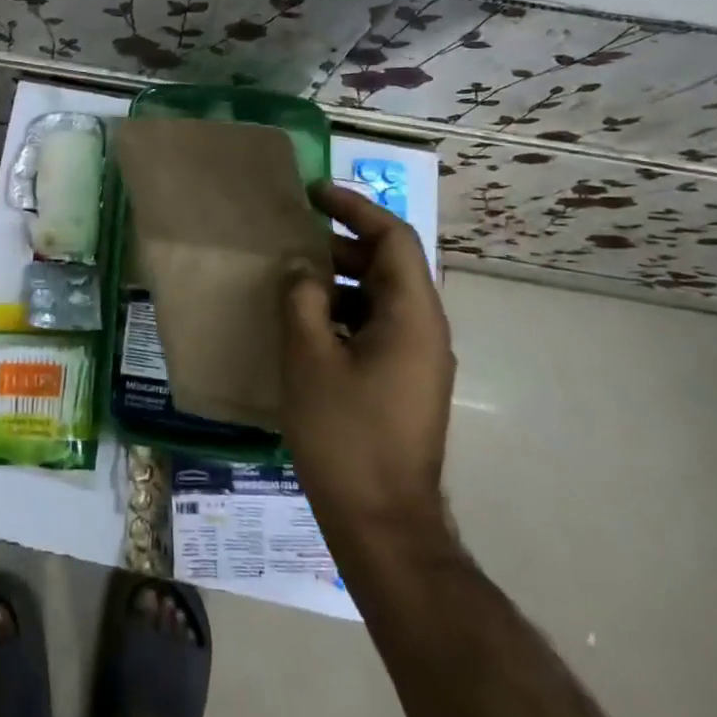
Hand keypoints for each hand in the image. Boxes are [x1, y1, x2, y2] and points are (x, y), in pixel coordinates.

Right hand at [282, 184, 454, 536]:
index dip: (355, 207)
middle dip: (341, 242)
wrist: (382, 522)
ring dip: (338, 278)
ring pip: (379, 297)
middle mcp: (425, 330)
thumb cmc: (345, 434)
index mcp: (412, 316)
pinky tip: (303, 322)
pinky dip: (342, 311)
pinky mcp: (403, 383)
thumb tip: (299, 268)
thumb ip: (302, 300)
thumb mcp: (309, 358)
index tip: (314, 193)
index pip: (393, 238)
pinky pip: (375, 327)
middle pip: (388, 265)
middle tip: (293, 233)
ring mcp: (417, 359)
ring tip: (291, 275)